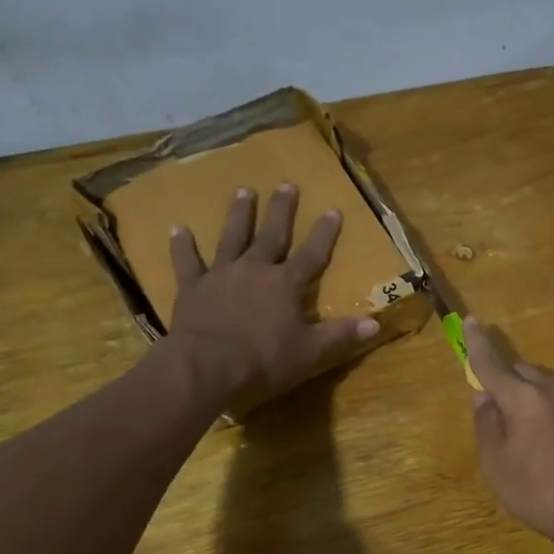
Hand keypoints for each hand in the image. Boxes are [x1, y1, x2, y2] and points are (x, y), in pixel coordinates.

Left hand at [163, 184, 378, 407]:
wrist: (205, 368)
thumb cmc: (263, 361)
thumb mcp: (311, 352)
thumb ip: (341, 334)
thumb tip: (376, 323)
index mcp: (286, 284)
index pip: (312, 254)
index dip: (324, 233)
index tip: (333, 209)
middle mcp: (255, 270)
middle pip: (271, 235)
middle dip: (281, 210)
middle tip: (286, 185)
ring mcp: (221, 275)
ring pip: (232, 237)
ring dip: (238, 214)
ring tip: (243, 190)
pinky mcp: (192, 288)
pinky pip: (186, 262)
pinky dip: (182, 245)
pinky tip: (178, 228)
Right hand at [464, 316, 553, 553]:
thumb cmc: (539, 491)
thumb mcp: (497, 463)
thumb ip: (486, 423)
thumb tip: (482, 395)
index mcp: (524, 397)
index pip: (492, 363)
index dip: (477, 344)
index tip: (471, 321)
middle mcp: (552, 388)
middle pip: (519, 371)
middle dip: (502, 381)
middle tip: (491, 411)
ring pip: (539, 385)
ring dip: (523, 397)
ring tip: (516, 434)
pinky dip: (540, 408)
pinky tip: (539, 440)